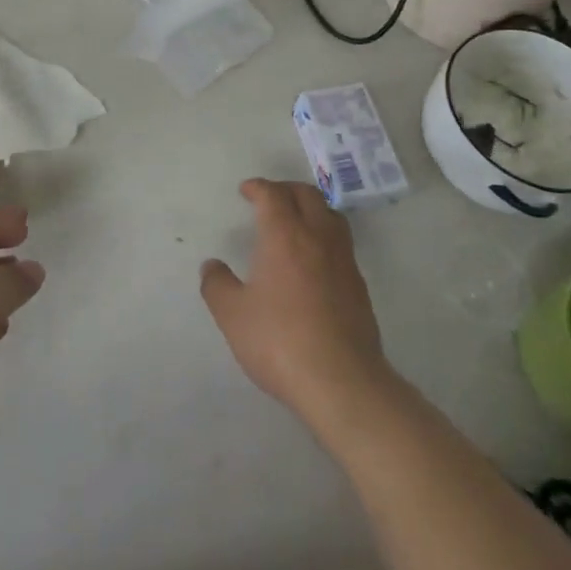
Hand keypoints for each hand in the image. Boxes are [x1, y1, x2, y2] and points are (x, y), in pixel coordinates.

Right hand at [201, 179, 392, 424]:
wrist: (341, 381)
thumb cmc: (279, 341)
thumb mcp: (232, 315)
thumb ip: (217, 285)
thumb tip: (211, 266)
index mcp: (285, 236)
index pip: (273, 195)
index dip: (258, 187)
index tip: (246, 190)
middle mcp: (318, 238)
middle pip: (307, 196)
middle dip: (286, 189)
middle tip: (269, 198)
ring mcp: (344, 261)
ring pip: (331, 215)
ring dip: (311, 208)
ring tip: (295, 220)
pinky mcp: (359, 285)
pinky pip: (342, 243)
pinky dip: (325, 235)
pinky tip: (314, 259)